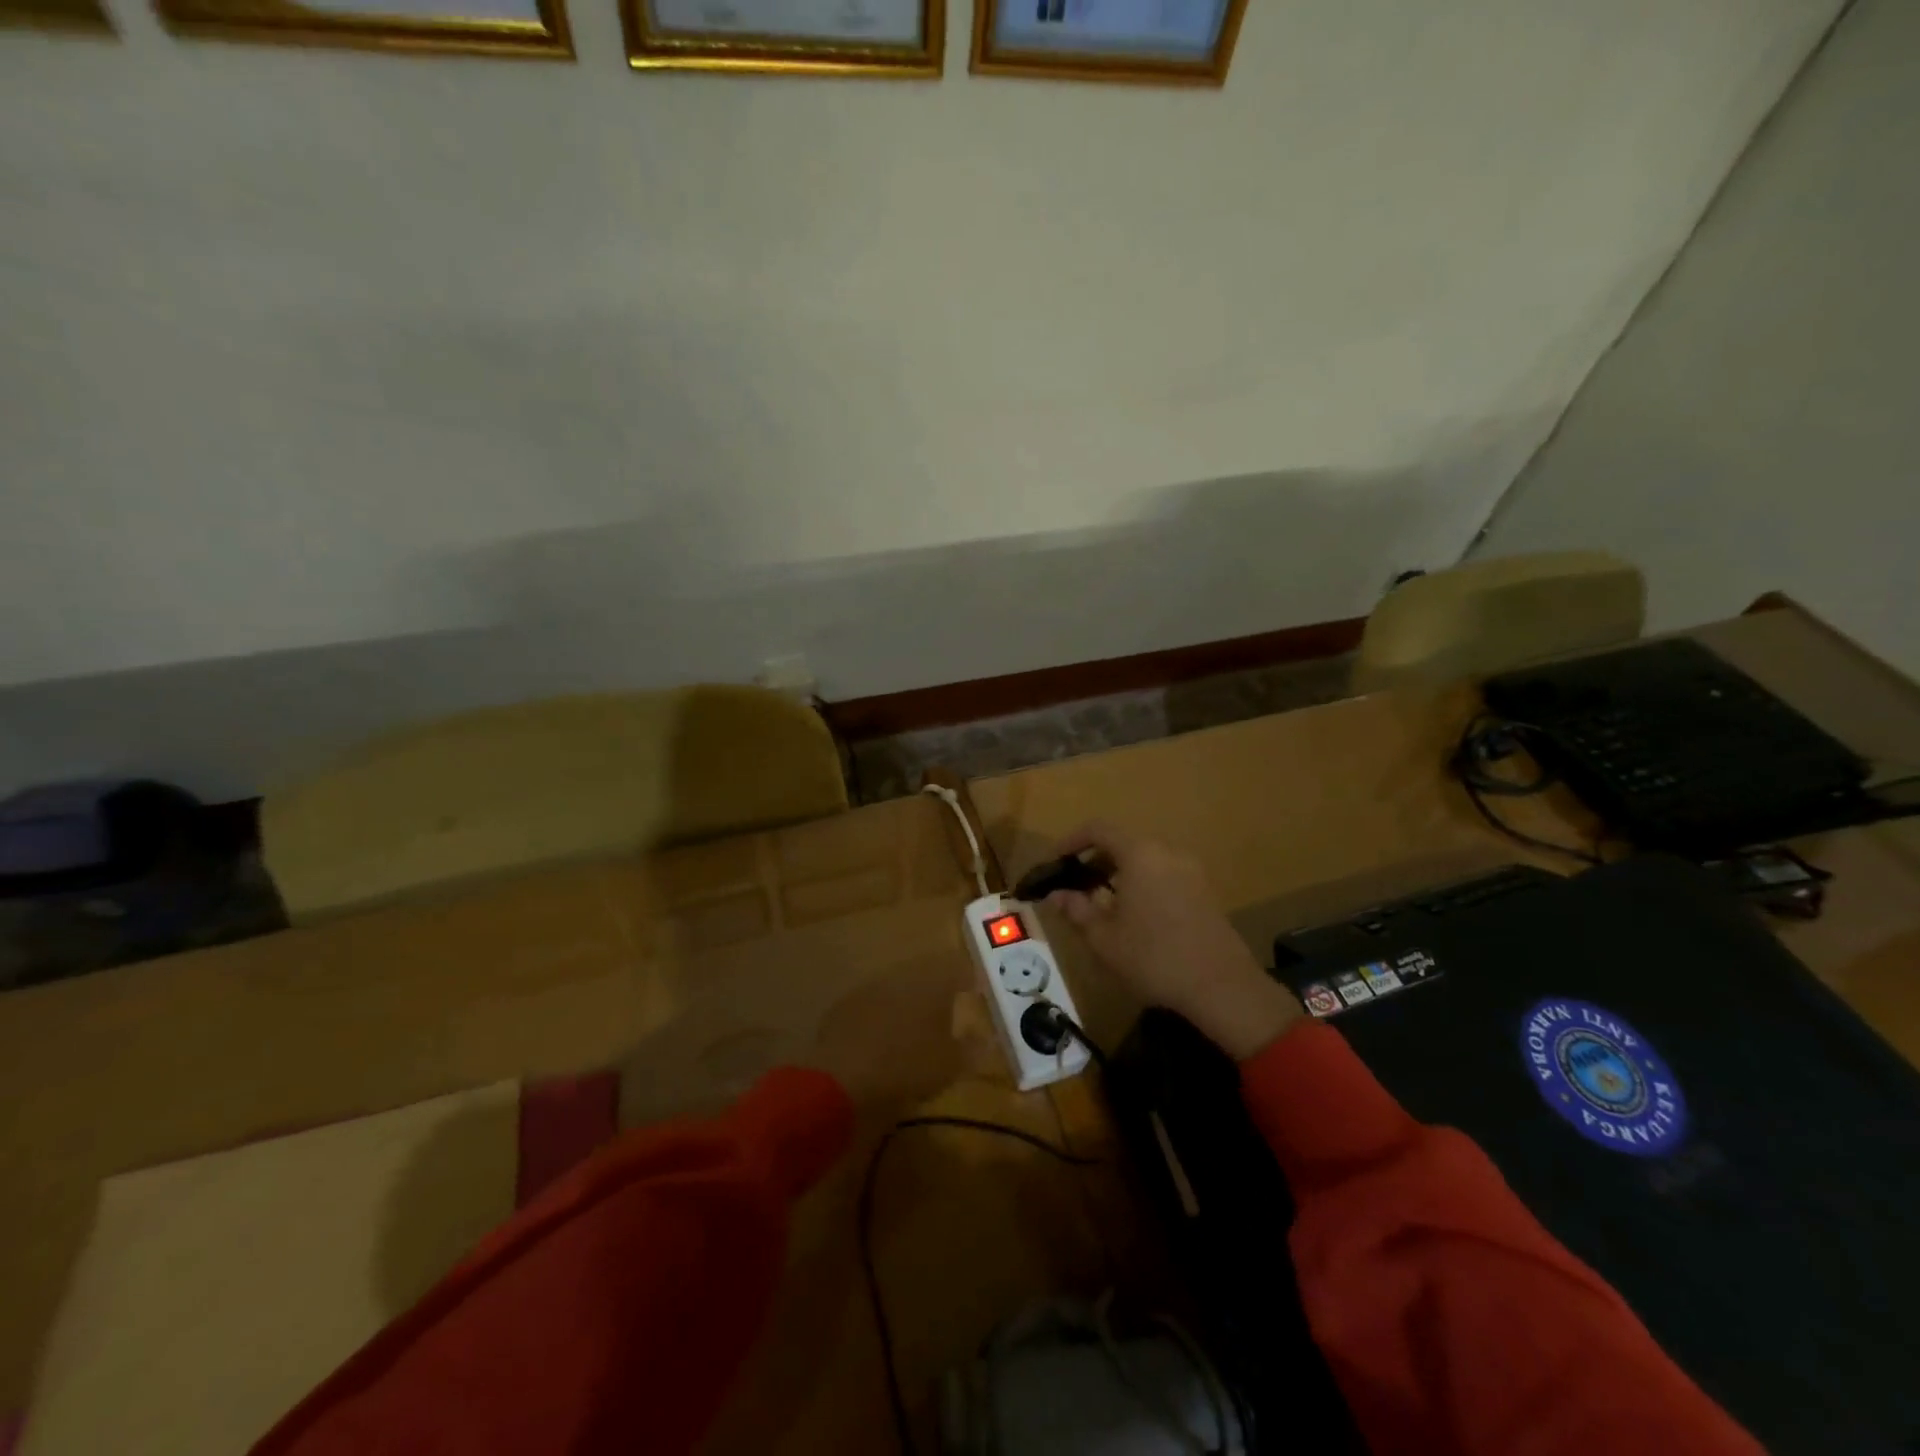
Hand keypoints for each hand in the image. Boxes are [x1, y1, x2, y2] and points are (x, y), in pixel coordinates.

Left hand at [805, 968, 973, 1112]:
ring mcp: (870, 986)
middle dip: (938, 987)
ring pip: (898, 985)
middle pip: (927, 972)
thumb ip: (973, 1048)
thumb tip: (986, 1037)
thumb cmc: (908, 1066)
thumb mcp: (951, 1065)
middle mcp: (902, 975)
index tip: (975, 990)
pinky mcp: (845, 1004)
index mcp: (933, 982)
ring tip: (916, 1024)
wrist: (842, 1077)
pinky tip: (883, 1035)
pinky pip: (873, 1003)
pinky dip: (883, 1014)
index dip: (969, 978)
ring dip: (909, 999)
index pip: (958, 968)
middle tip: (948, 1006)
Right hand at [1048, 822, 1302, 1061]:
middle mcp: (1167, 852)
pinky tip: (1134, 916)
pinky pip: (1164, 874)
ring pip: (1145, 859)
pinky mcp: (1204, 890)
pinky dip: (1142, 883)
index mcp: (1140, 854)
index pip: (1098, 830)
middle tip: (1074, 886)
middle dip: (1094, 860)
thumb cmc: (1154, 958)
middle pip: (1123, 843)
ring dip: (1118, 873)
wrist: (1222, 987)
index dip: (1071, 841)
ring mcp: (1190, 870)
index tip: (1054, 862)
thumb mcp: (1104, 938)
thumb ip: (1076, 910)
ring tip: (1100, 904)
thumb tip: (1056, 895)